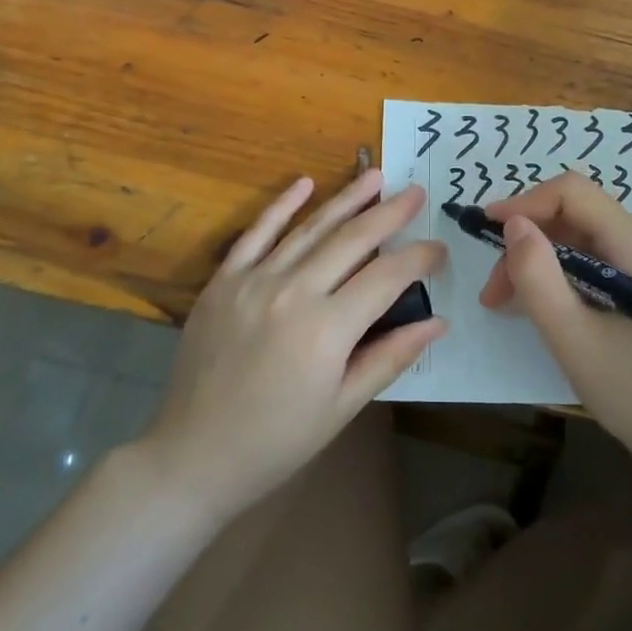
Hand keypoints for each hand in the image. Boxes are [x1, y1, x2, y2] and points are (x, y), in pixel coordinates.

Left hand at [142, 170, 445, 517]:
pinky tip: (304, 183)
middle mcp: (293, 291)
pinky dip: (281, 205)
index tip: (439, 247)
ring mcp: (254, 280)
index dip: (418, 258)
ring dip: (346, 198)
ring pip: (310, 228)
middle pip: (352, 239)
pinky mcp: (224, 280)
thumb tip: (438, 321)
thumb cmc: (277, 441)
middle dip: (389, 213)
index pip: (386, 277)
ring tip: (374, 175)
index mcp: (327, 329)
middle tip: (416, 192)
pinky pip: (257, 232)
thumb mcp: (342, 407)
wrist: (193, 455)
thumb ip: (390, 356)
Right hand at [481, 171, 631, 470]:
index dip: (525, 202)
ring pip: (580, 238)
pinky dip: (560, 276)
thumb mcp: (573, 338)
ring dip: (539, 261)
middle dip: (527, 242)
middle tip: (493, 290)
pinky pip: (594, 260)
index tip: (485, 229)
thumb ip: (538, 277)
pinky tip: (539, 305)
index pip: (574, 193)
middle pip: (575, 215)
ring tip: (505, 302)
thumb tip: (513, 224)